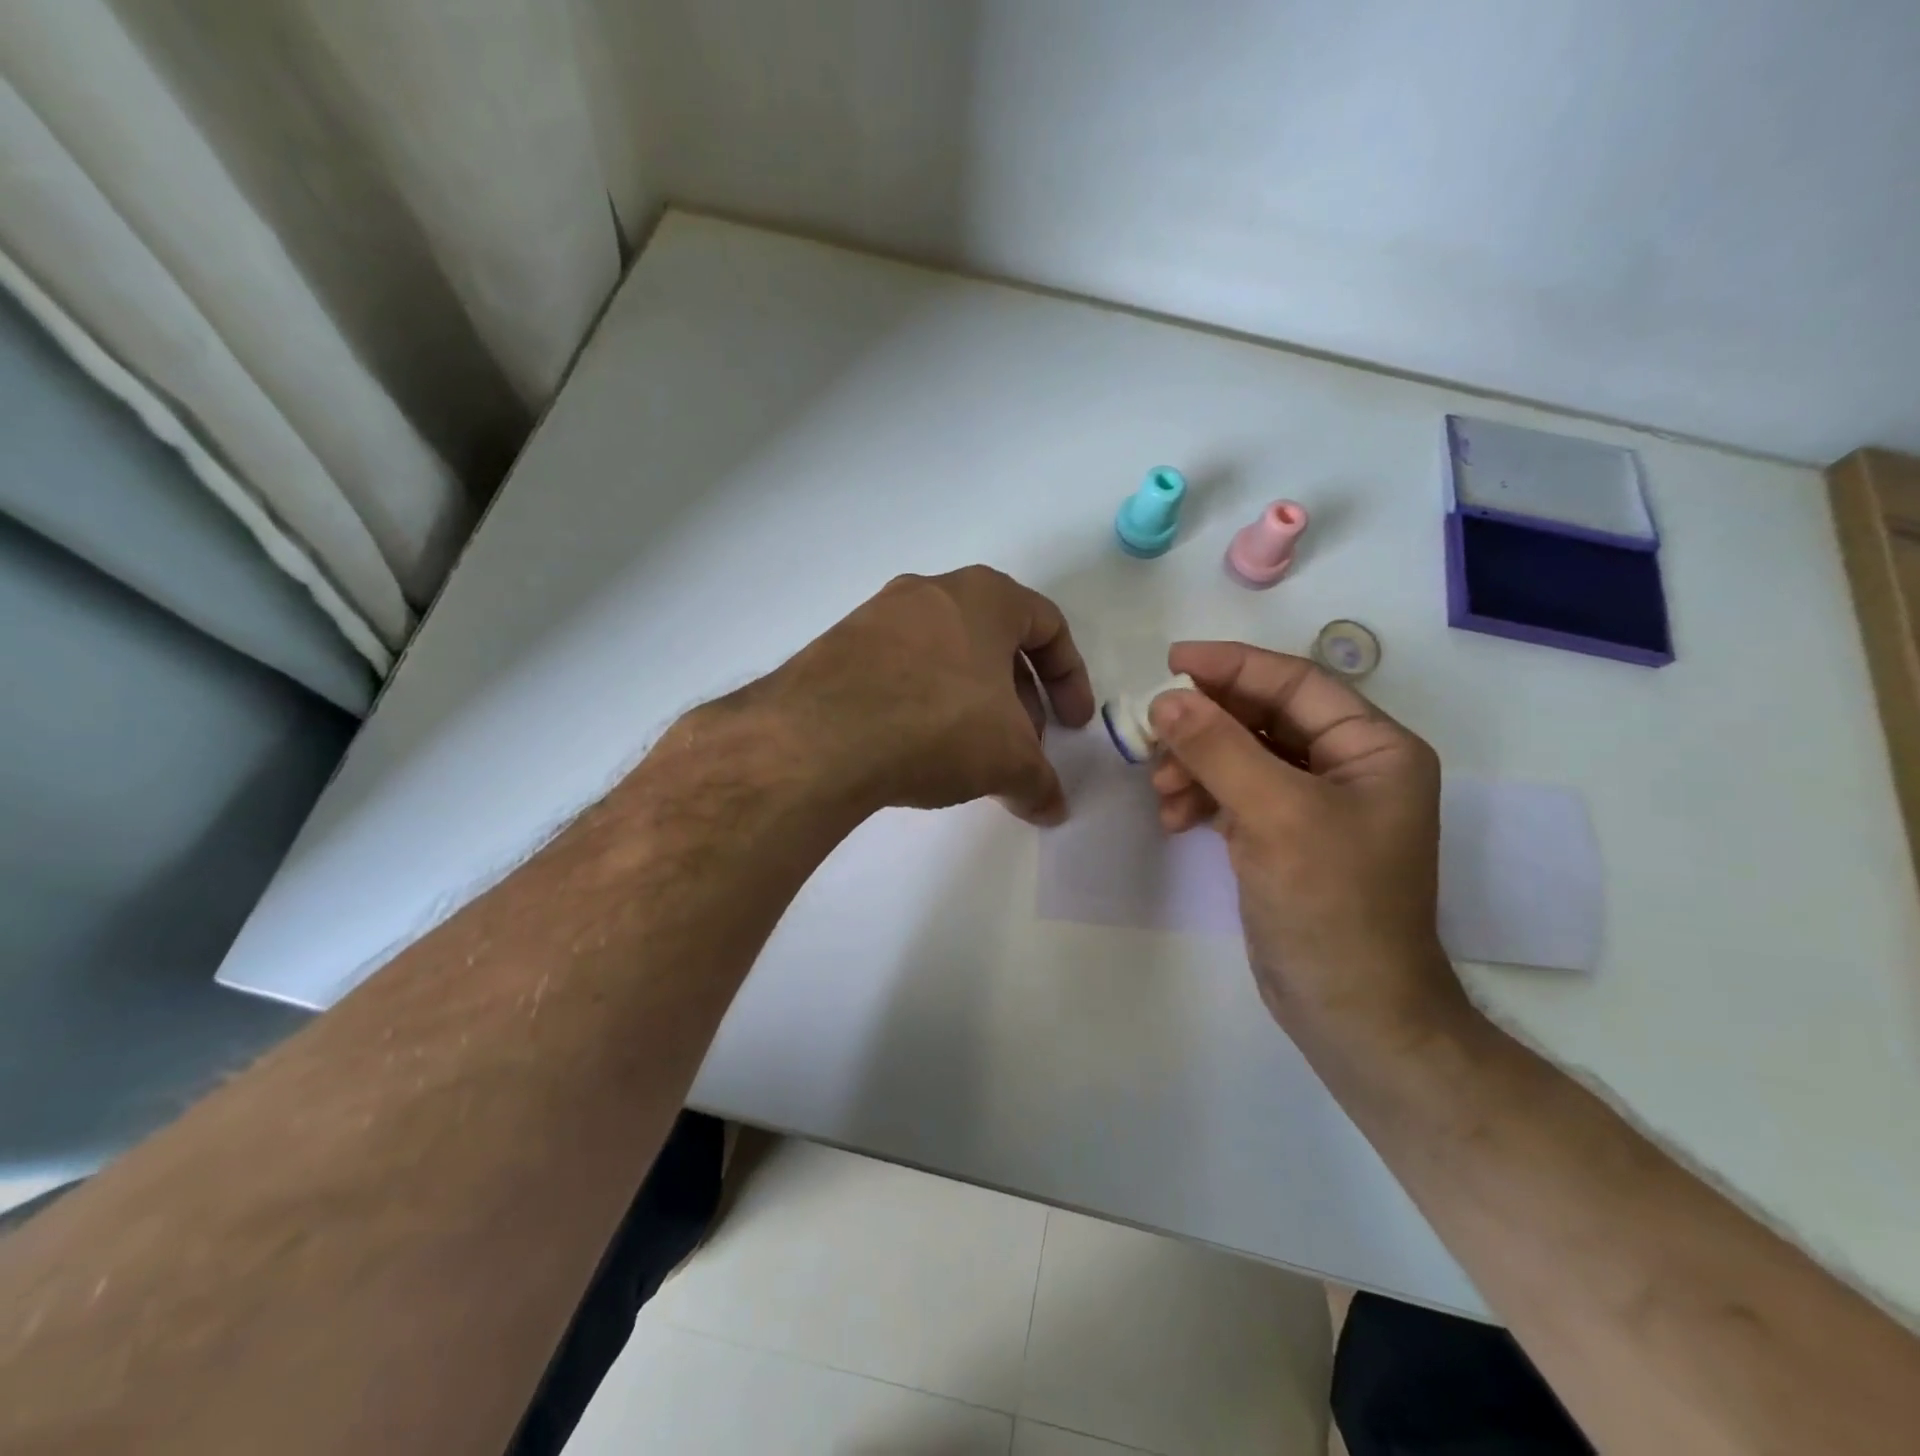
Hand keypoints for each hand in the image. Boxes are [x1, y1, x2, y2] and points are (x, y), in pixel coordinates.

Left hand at [763, 567, 1095, 824]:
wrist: (820, 737)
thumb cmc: (938, 724)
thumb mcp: (1008, 759)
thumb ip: (1040, 782)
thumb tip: (1054, 809)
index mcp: (984, 596)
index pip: (1047, 626)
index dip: (1070, 679)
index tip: (1074, 725)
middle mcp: (931, 591)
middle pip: (995, 642)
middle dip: (1019, 697)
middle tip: (1024, 745)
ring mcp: (878, 616)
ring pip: (946, 656)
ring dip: (971, 702)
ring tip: (972, 754)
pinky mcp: (838, 647)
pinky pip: (900, 671)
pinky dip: (923, 704)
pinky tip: (918, 749)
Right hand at [1146, 642, 1466, 1050]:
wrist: (1350, 1011)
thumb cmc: (1332, 905)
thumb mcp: (1275, 815)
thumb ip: (1218, 748)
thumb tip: (1165, 697)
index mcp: (1373, 748)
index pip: (1296, 683)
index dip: (1232, 666)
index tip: (1171, 660)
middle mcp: (1348, 767)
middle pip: (1263, 718)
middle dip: (1205, 726)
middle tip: (1152, 733)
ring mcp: (1313, 804)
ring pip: (1242, 756)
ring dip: (1196, 765)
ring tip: (1162, 791)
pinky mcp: (1283, 837)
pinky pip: (1234, 794)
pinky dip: (1201, 798)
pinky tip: (1174, 818)